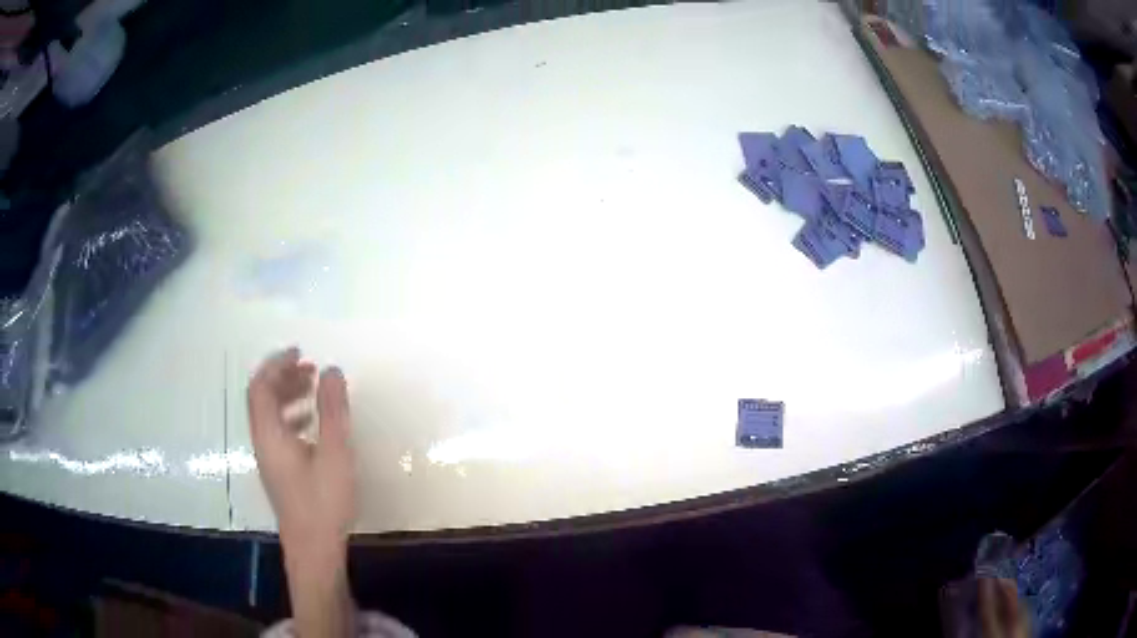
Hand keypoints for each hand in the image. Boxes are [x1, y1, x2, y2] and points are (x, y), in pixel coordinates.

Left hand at [247, 347, 356, 554]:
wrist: (313, 548)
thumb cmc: (323, 501)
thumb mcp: (334, 453)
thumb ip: (332, 410)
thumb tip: (332, 370)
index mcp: (270, 433)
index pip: (260, 386)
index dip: (277, 363)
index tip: (301, 353)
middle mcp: (263, 441)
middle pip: (262, 398)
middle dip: (283, 376)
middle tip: (310, 369)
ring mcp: (269, 458)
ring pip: (270, 415)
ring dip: (288, 396)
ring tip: (314, 390)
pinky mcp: (279, 472)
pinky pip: (278, 432)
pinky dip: (293, 417)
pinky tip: (314, 425)